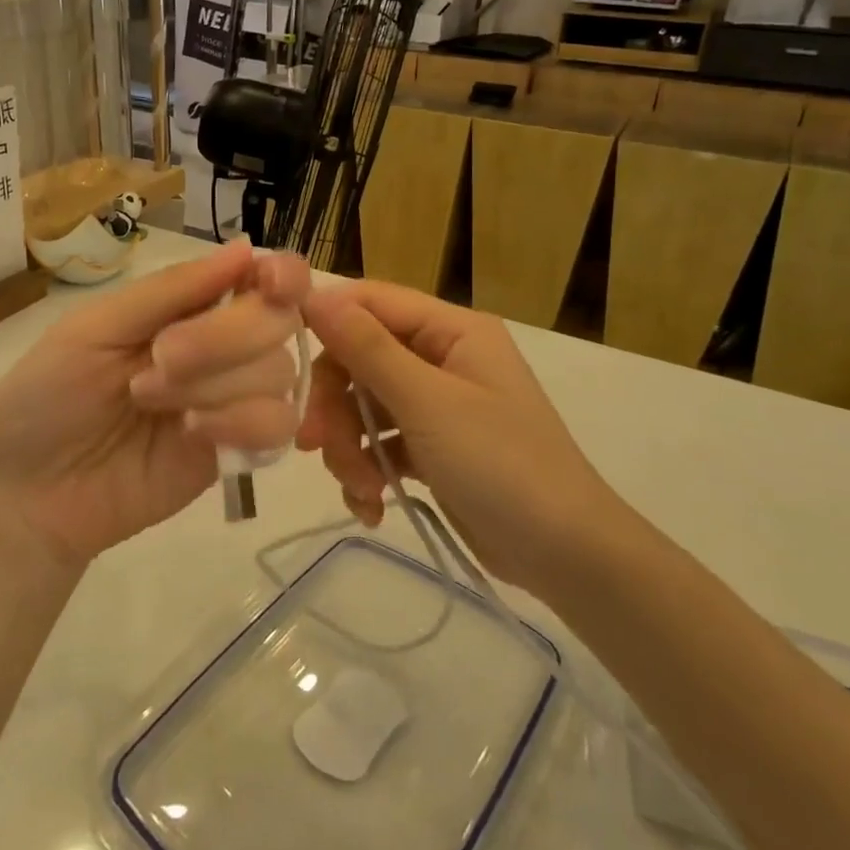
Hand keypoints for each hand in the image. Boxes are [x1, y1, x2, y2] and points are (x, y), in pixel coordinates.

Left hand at [0, 240, 308, 568]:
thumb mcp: (96, 327)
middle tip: (161, 359)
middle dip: (225, 336)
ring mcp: (232, 401)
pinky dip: (241, 423)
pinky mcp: (236, 452)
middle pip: (278, 321)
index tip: (270, 281)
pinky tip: (192, 434)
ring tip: (151, 402)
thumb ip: (172, 290)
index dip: (282, 274)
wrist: (29, 492)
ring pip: (279, 372)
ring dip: (217, 383)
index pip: (263, 278)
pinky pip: (277, 427)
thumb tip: (246, 246)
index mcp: (189, 306)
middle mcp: (222, 347)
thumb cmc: (48, 395)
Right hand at [298, 280, 619, 595]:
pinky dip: (369, 472)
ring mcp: (438, 405)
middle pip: (360, 360)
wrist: (565, 555)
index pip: (371, 302)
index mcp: (451, 330)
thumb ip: (368, 348)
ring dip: (349, 448)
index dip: (326, 321)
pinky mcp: (432, 448)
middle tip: (315, 445)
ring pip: (364, 407)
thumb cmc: (501, 464)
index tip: (284, 359)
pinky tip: (372, 507)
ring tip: (361, 489)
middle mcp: (443, 358)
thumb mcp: (427, 402)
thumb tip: (315, 294)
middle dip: (335, 406)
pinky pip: (382, 444)